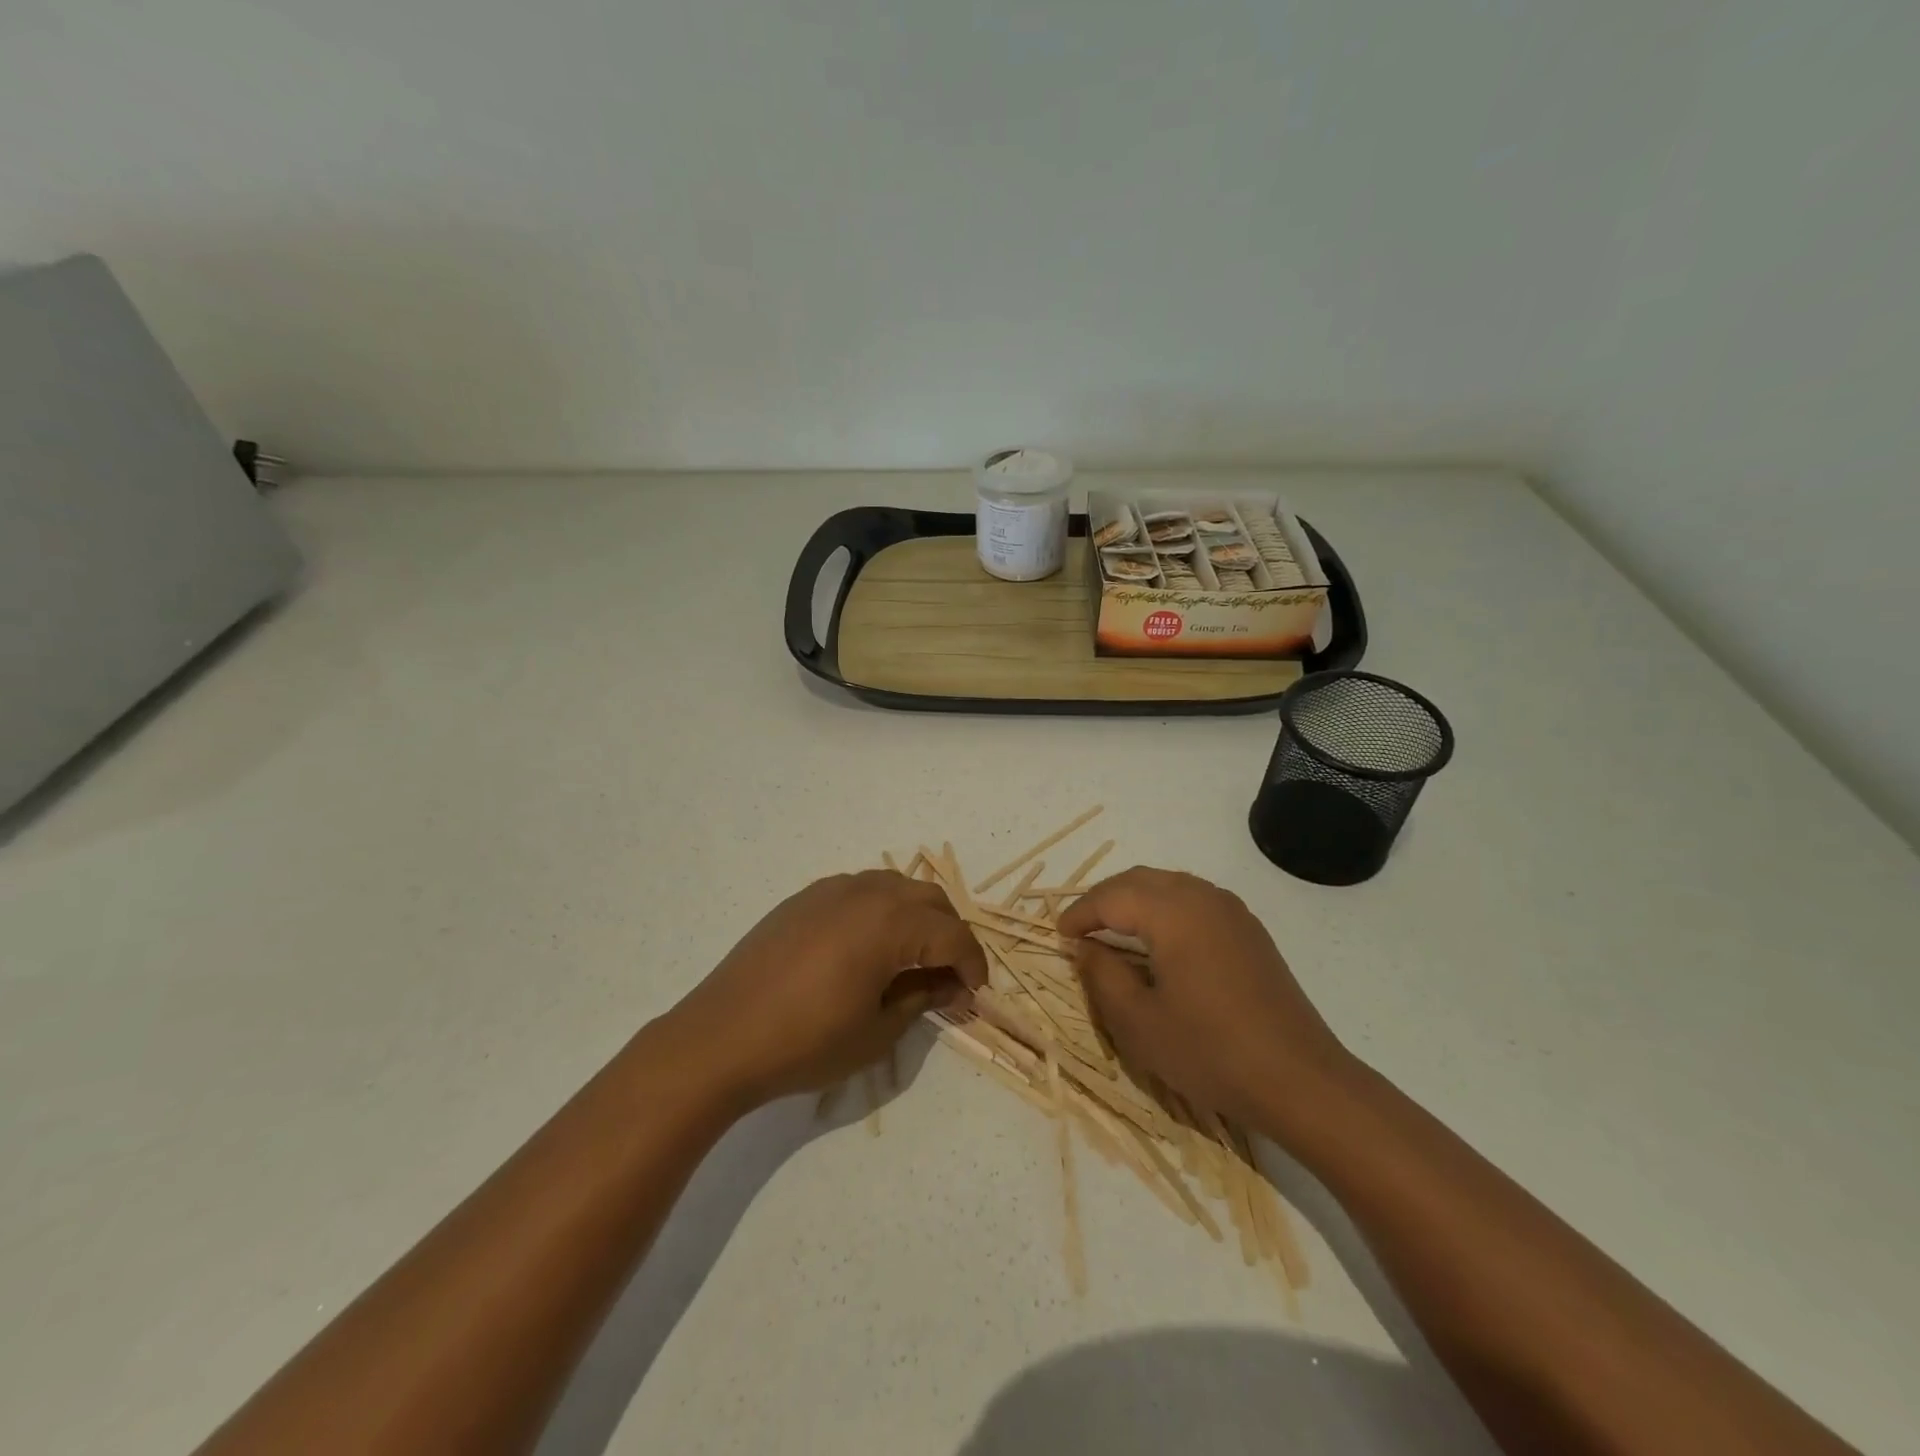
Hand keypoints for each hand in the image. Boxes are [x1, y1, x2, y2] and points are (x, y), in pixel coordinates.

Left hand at [668, 870, 987, 1108]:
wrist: (720, 1038)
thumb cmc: (806, 1042)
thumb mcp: (876, 1030)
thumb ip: (921, 998)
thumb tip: (950, 986)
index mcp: (890, 922)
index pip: (952, 935)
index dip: (972, 964)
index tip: (975, 994)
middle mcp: (866, 892)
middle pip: (929, 899)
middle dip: (949, 934)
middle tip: (949, 976)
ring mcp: (831, 889)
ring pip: (895, 887)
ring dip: (916, 917)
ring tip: (913, 958)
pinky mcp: (803, 898)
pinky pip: (859, 891)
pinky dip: (880, 910)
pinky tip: (869, 946)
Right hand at [1059, 867, 1355, 1134]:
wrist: (1301, 1080)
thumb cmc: (1211, 1052)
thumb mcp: (1139, 1022)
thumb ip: (1102, 975)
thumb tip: (1085, 946)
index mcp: (1172, 912)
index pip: (1111, 897)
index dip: (1080, 914)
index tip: (1058, 936)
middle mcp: (1202, 897)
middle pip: (1139, 880)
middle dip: (1104, 899)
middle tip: (1080, 929)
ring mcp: (1231, 911)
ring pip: (1168, 885)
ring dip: (1134, 900)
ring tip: (1112, 932)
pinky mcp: (1249, 930)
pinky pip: (1194, 900)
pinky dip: (1164, 908)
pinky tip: (1158, 941)